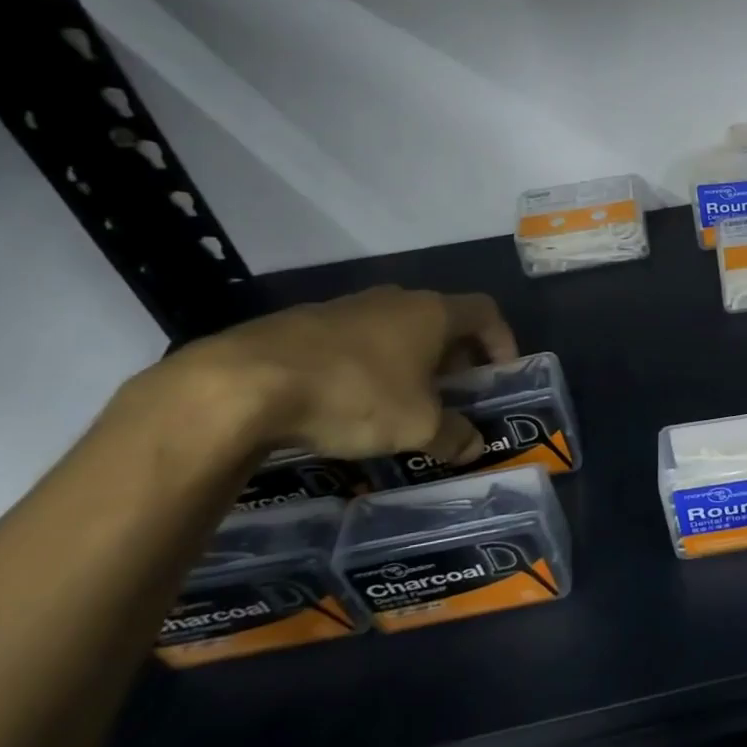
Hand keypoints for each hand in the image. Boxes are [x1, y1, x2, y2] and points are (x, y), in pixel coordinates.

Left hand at [161, 287, 517, 466]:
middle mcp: (394, 299)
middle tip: (455, 391)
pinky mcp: (302, 323)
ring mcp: (346, 307)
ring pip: (395, 328)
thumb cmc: (355, 395)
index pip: (485, 311)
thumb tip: (474, 447)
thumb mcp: (417, 426)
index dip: (502, 339)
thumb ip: (454, 435)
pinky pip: (354, 339)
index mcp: (432, 313)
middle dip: (455, 355)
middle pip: (441, 319)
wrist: (243, 383)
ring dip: (409, 359)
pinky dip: (367, 364)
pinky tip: (349, 399)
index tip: (503, 371)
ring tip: (403, 399)